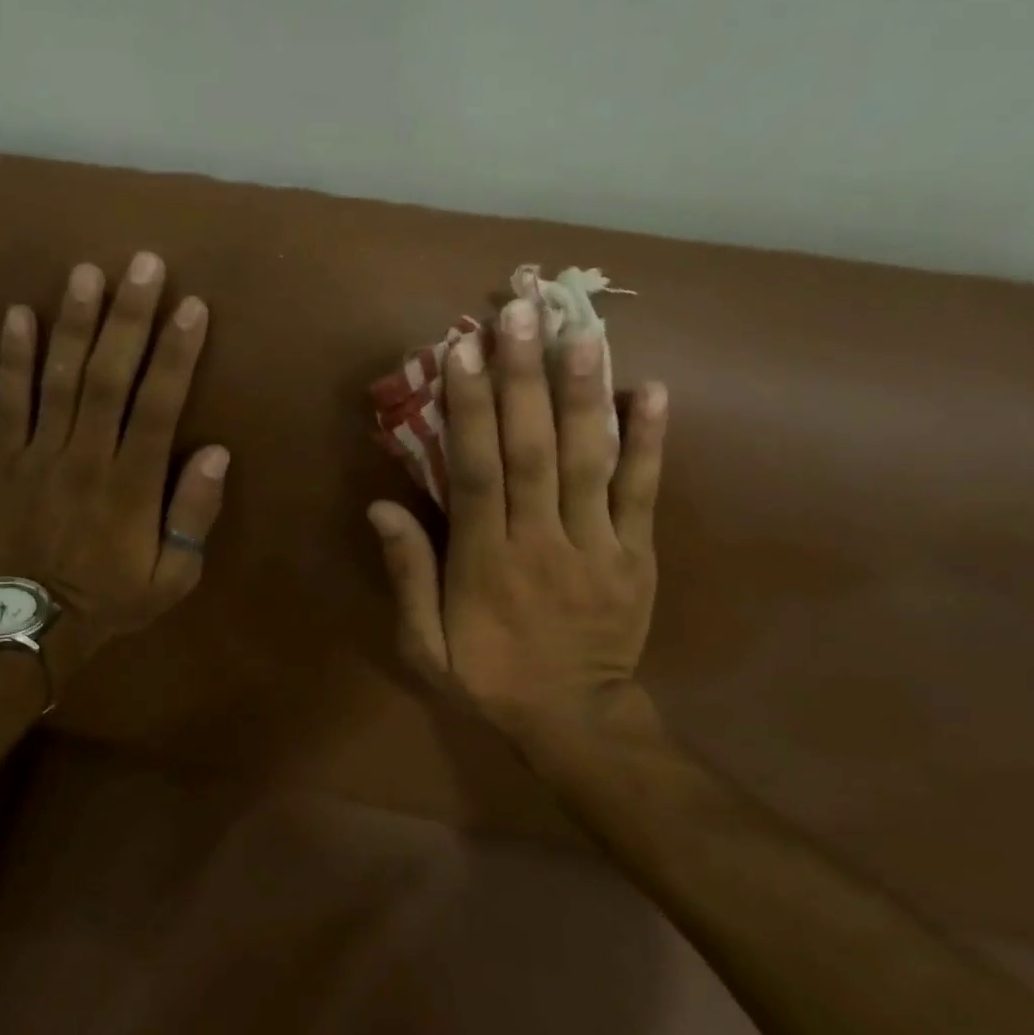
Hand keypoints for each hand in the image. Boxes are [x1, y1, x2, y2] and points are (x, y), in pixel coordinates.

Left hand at [0, 252, 227, 662]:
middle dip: (128, 319)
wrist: (34, 623)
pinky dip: (12, 358)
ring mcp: (40, 455)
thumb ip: (193, 514)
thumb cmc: (114, 598)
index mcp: (131, 485)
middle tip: (143, 264)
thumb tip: (216, 452)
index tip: (191, 307)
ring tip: (86, 271)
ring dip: (73, 323)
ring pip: (58, 379)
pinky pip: (7, 402)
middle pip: (108, 377)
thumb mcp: (174, 576)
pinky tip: (18, 313)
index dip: (176, 355)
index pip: (158, 406)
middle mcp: (86, 458)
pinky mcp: (6, 459)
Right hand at [367, 296, 666, 743]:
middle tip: (520, 313)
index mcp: (484, 563)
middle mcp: (540, 542)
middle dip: (524, 379)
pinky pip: (644, 493)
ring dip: (584, 394)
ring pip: (589, 462)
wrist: (576, 720)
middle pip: (532, 451)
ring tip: (582, 332)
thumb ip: (407, 577)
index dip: (469, 408)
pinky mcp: (636, 555)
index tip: (463, 350)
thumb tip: (380, 510)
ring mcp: (596, 546)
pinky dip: (650, 442)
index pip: (476, 472)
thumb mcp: (425, 647)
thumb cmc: (490, 680)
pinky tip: (652, 389)